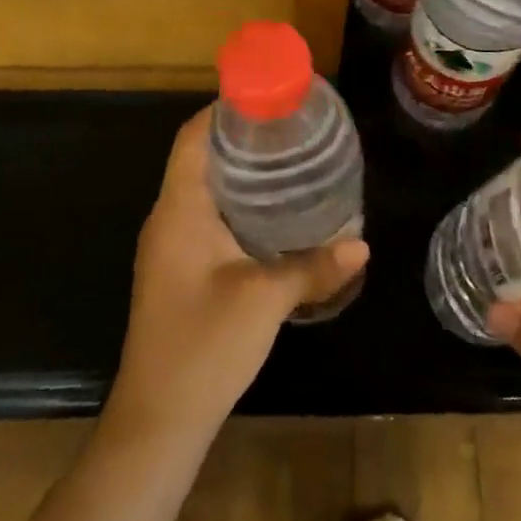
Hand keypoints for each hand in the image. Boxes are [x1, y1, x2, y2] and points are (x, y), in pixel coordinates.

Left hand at [107, 107, 369, 442]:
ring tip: (289, 162)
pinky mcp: (178, 270)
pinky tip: (272, 216)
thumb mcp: (265, 301)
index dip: (224, 110)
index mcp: (179, 209)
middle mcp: (168, 218)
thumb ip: (313, 267)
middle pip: (199, 158)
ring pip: (203, 190)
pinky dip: (236, 205)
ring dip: (239, 173)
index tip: (268, 99)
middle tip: (290, 130)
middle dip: (241, 139)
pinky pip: (206, 218)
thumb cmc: (203, 346)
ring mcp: (169, 246)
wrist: (158, 421)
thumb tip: (362, 244)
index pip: (193, 137)